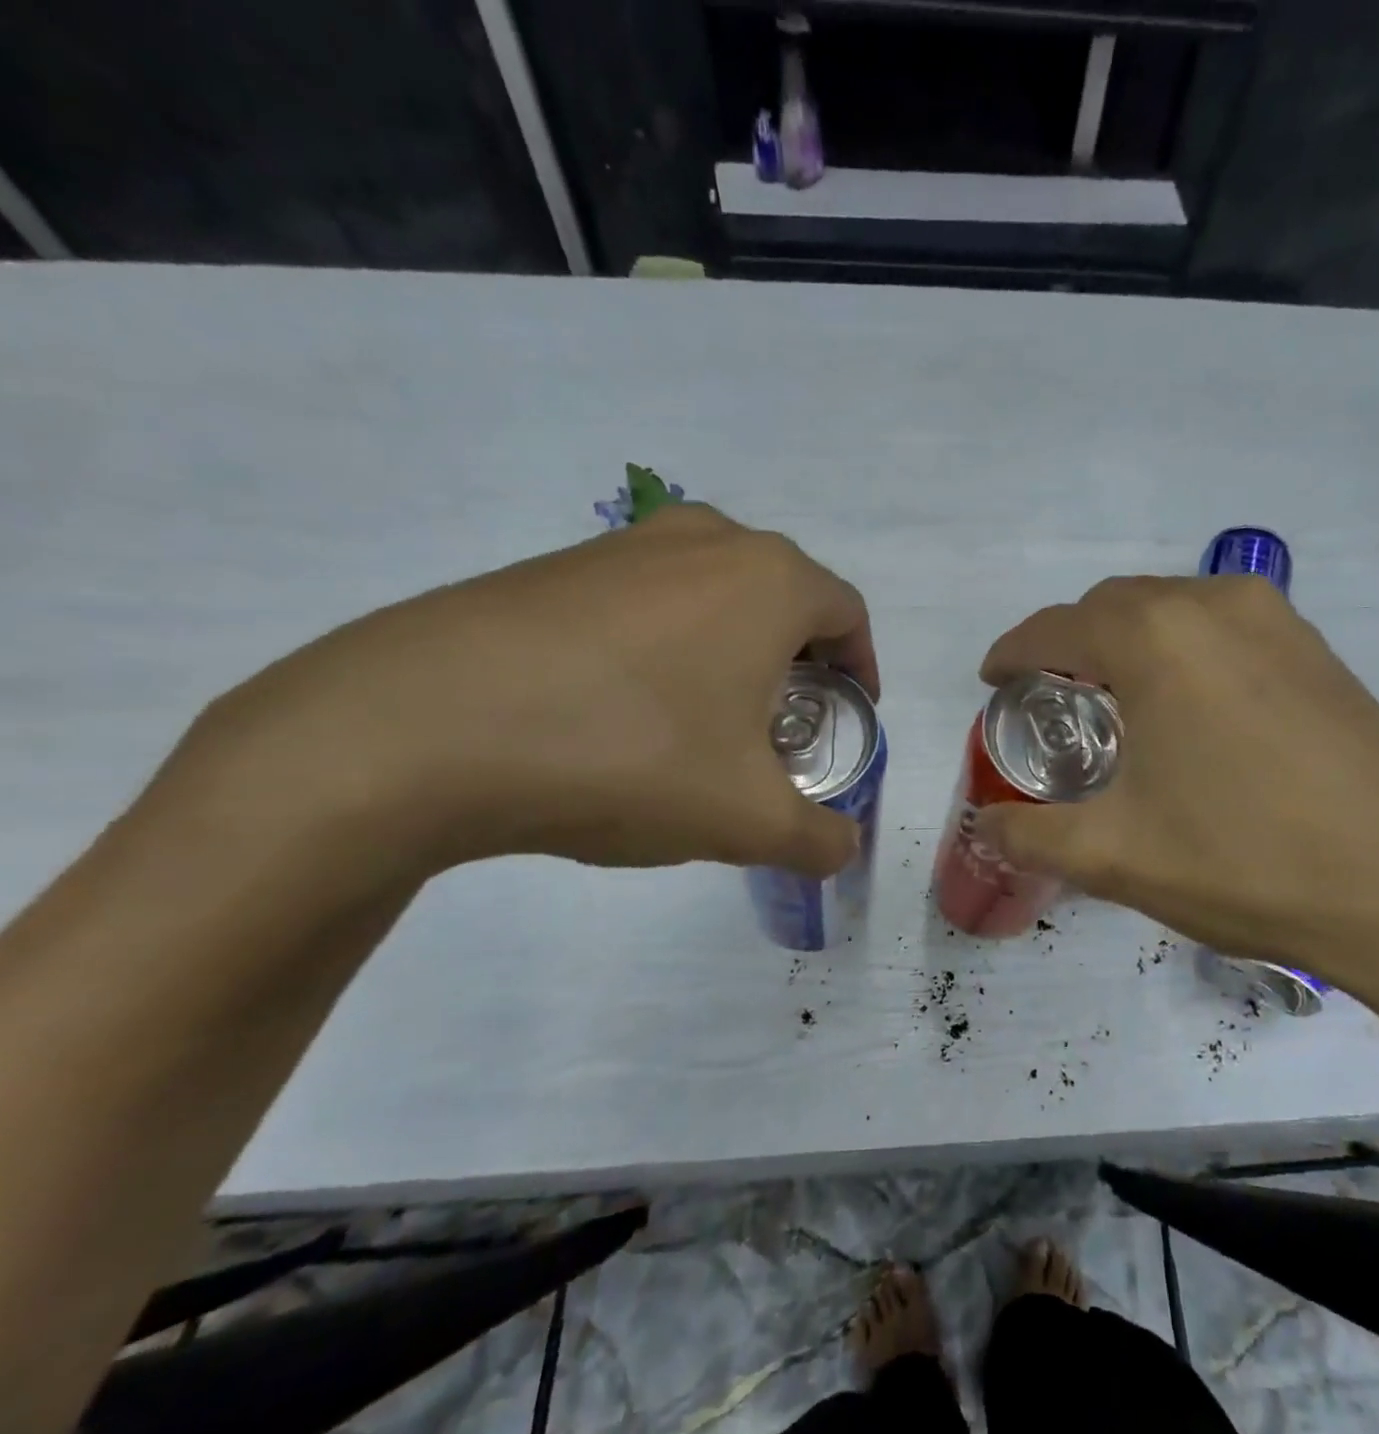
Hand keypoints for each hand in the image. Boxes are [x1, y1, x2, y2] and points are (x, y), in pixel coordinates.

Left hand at [168, 504, 878, 881]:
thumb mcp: (746, 819)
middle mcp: (706, 541)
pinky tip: (624, 711)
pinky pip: (644, 602)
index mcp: (769, 581)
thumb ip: (817, 840)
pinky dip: (663, 646)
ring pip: (712, 595)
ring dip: (730, 650)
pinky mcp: (554, 565)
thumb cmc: (627, 755)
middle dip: (798, 661)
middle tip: (784, 725)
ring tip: (706, 721)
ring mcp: (623, 544)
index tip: (850, 715)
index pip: (848, 613)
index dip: (862, 668)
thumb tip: (842, 849)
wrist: (420, 727)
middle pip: (783, 598)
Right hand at [973, 575, 1378, 1004]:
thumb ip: (1030, 835)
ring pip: (1171, 611)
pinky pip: (1222, 630)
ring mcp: (1278, 622)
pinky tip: (1188, 712)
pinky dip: (1181, 652)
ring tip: (1114, 703)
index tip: (992, 680)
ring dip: (1127, 644)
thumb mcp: (1115, 857)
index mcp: (1156, 637)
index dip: (1013, 652)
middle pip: (1113, 606)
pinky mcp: (1319, 651)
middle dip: (1068, 644)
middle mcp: (1215, 605)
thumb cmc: (1247, 862)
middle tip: (1049, 699)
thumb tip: (986, 826)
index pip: (1055, 627)